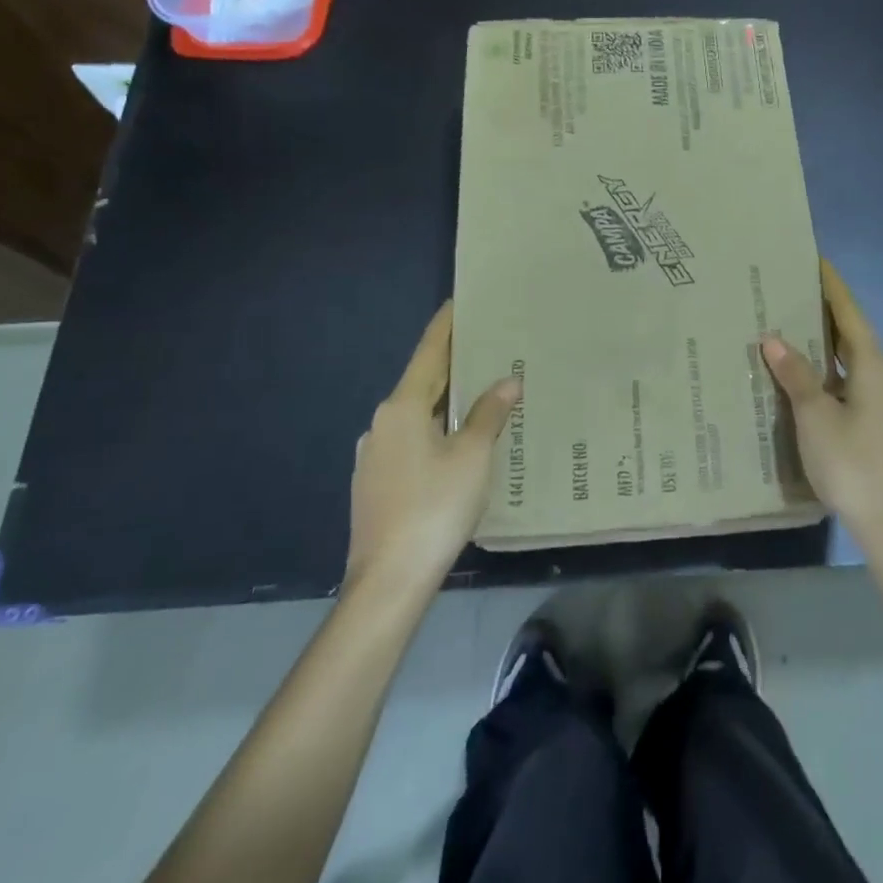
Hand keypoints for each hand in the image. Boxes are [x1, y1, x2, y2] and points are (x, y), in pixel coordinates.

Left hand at [345, 302, 521, 592]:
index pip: (429, 353)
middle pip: (423, 383)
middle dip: (453, 366)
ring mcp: (374, 455)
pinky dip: (437, 431)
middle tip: (487, 347)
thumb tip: (508, 381)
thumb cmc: (434, 506)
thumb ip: (489, 414)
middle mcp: (382, 423)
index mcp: (402, 407)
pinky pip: (412, 442)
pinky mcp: (376, 483)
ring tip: (481, 395)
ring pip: (418, 415)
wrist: (388, 580)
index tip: (459, 301)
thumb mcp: (472, 456)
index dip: (446, 327)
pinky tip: (459, 444)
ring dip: (446, 402)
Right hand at [761, 260, 882, 564]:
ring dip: (826, 348)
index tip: (814, 260)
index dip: (831, 286)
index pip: (849, 313)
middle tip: (790, 295)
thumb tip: (774, 338)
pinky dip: (831, 376)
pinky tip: (808, 386)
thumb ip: (796, 376)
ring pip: (853, 364)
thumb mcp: (816, 418)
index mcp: (873, 366)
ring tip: (791, 334)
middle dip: (824, 315)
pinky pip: (854, 387)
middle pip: (853, 335)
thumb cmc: (854, 465)